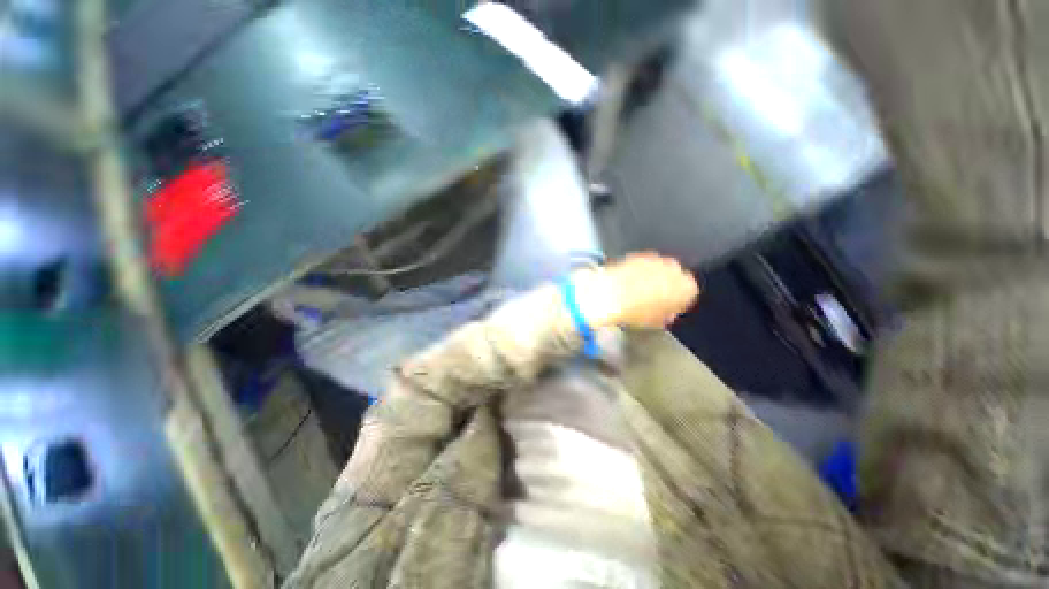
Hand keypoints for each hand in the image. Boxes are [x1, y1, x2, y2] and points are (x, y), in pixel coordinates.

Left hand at [572, 252, 699, 328]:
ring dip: (652, 277)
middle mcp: (675, 268)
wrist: (610, 295)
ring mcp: (655, 259)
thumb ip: (667, 316)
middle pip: (675, 277)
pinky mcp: (637, 254)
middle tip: (653, 299)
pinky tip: (628, 282)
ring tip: (638, 291)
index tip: (668, 308)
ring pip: (659, 268)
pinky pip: (643, 264)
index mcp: (687, 287)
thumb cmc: (634, 311)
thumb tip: (666, 315)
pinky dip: (638, 271)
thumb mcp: (656, 322)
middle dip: (666, 286)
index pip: (689, 293)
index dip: (677, 302)